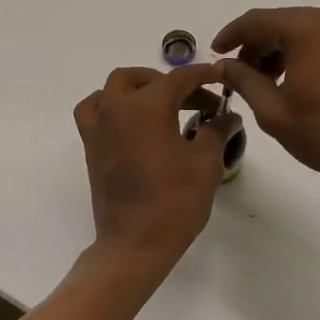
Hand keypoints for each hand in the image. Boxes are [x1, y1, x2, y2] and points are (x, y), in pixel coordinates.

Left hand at [74, 64, 226, 271]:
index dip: (203, 75)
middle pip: (145, 79)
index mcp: (147, 106)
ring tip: (163, 105)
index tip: (221, 78)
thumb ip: (217, 130)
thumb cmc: (174, 202)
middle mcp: (118, 107)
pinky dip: (110, 104)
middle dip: (174, 83)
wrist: (134, 244)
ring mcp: (99, 126)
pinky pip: (94, 110)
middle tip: (199, 104)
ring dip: (140, 87)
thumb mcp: (206, 163)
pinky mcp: (91, 145)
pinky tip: (128, 119)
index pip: (180, 78)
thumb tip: (228, 115)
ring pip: (115, 87)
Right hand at [213, 4, 319, 195]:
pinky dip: (304, 50)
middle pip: (282, 22)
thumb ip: (243, 79)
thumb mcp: (273, 111)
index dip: (232, 35)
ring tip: (265, 81)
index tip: (216, 52)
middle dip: (257, 45)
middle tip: (239, 74)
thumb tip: (224, 64)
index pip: (258, 21)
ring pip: (303, 29)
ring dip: (280, 48)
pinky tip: (293, 77)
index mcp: (310, 28)